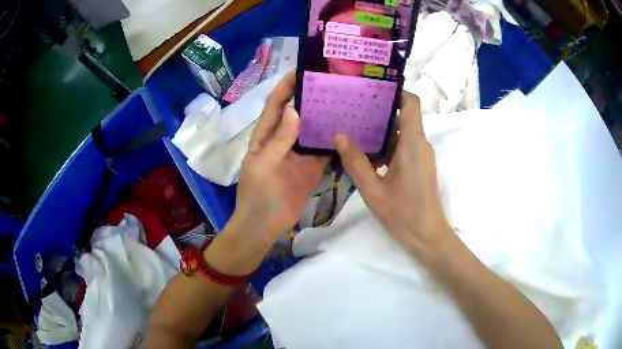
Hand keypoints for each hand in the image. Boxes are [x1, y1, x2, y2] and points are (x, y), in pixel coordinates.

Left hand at [230, 72, 330, 242]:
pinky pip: (324, 151)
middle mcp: (283, 139)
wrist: (264, 225)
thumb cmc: (257, 194)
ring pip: (313, 130)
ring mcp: (299, 153)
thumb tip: (295, 110)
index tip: (302, 70)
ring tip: (346, 101)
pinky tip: (350, 131)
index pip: (276, 104)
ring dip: (326, 117)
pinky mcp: (312, 168)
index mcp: (266, 135)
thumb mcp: (263, 165)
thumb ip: (279, 140)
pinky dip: (335, 141)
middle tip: (332, 83)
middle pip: (298, 112)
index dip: (286, 86)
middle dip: (311, 97)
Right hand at [334, 92, 452, 262]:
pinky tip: (368, 152)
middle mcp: (420, 143)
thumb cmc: (402, 212)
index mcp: (412, 142)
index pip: (411, 103)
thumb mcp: (373, 189)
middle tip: (354, 109)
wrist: (426, 234)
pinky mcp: (420, 165)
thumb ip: (356, 162)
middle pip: (404, 116)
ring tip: (356, 128)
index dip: (396, 92)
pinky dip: (387, 145)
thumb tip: (339, 136)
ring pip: (402, 132)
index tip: (374, 89)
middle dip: (381, 111)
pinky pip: (404, 145)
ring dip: (382, 130)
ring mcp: (422, 154)